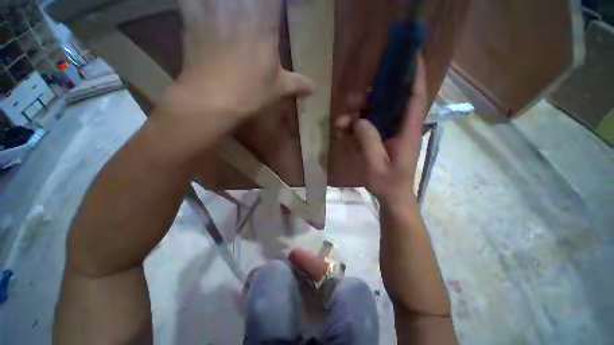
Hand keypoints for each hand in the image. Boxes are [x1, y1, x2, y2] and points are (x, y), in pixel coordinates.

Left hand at [151, 0, 314, 156]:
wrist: (211, 100)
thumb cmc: (250, 94)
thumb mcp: (278, 90)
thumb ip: (297, 84)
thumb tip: (314, 88)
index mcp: (265, 26)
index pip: (273, 0)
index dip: (274, 4)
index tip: (275, 8)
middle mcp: (240, 11)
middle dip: (252, 2)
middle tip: (252, 7)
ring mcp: (214, 11)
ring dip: (230, 1)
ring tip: (233, 6)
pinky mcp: (192, 19)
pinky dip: (196, 0)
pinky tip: (201, 3)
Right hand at [336, 57, 426, 204]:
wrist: (392, 197)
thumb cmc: (388, 183)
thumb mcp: (376, 164)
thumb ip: (368, 141)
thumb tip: (358, 120)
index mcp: (408, 131)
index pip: (415, 96)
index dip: (415, 74)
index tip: (410, 54)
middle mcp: (401, 128)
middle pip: (389, 102)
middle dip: (369, 98)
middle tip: (350, 103)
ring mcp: (390, 134)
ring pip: (375, 114)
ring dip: (357, 115)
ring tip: (340, 123)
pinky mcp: (381, 140)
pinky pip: (368, 127)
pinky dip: (355, 127)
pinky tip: (342, 133)